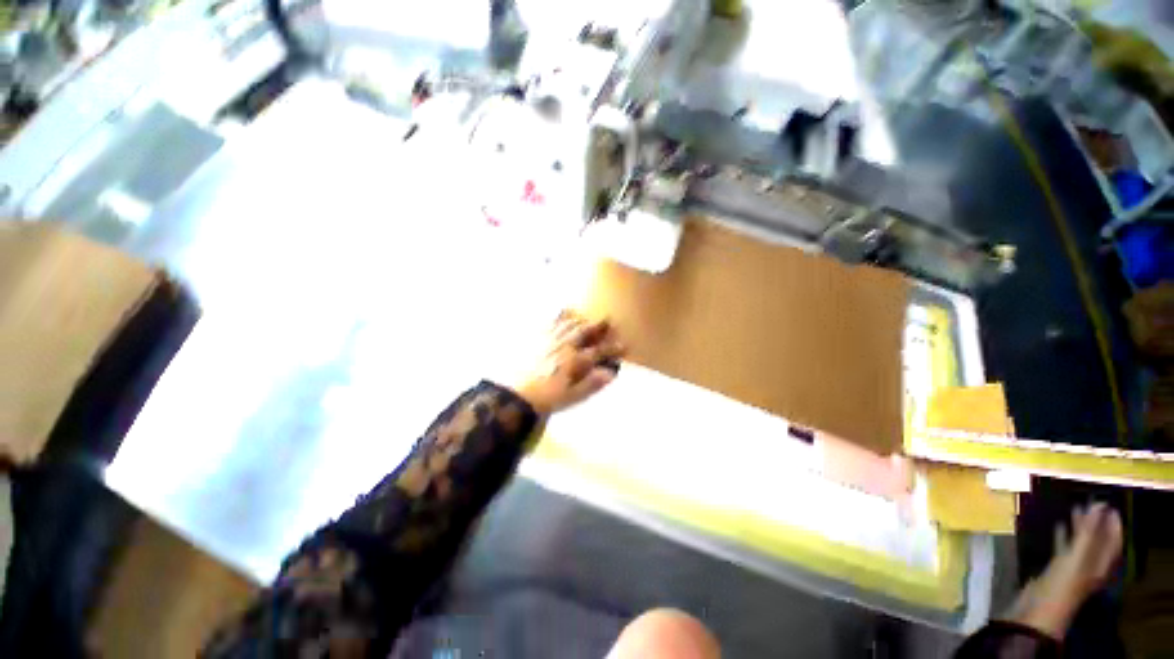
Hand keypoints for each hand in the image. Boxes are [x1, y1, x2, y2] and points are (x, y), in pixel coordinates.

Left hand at [510, 311, 626, 415]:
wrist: (513, 395)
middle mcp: (564, 345)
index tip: (624, 345)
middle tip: (607, 319)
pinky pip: (548, 322)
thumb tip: (610, 373)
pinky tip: (558, 314)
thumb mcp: (572, 396)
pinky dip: (557, 317)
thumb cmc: (545, 398)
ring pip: (567, 324)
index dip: (613, 348)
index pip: (598, 351)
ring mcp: (548, 339)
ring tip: (585, 317)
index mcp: (574, 360)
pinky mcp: (534, 338)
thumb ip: (592, 383)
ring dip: (579, 319)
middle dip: (598, 325)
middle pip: (584, 331)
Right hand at [1010, 502, 1122, 639]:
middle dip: (1095, 523)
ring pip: (1080, 543)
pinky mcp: (1055, 569)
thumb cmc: (1063, 583)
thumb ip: (1088, 532)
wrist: (1037, 609)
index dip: (1113, 523)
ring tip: (1072, 508)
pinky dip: (1063, 536)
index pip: (1112, 541)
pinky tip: (1056, 527)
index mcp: (1100, 564)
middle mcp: (1090, 565)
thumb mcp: (1077, 557)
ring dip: (1079, 527)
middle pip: (1097, 541)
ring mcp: (1072, 568)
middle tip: (1090, 502)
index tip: (1107, 503)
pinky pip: (1064, 548)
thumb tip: (1099, 504)